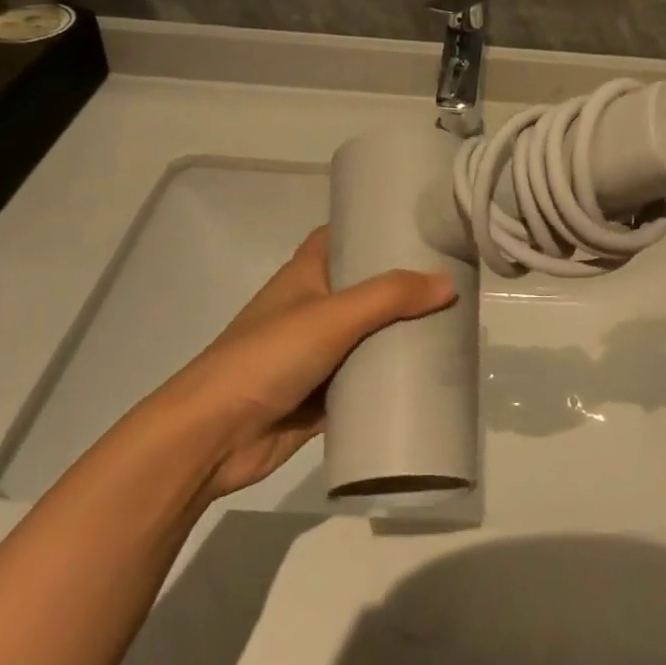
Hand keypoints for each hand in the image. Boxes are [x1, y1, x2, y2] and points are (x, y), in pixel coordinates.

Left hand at [147, 227, 455, 499]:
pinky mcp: (321, 397)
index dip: (375, 227)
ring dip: (400, 336)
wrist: (212, 437)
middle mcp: (312, 308)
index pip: (342, 236)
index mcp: (306, 275)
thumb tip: (450, 283)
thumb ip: (391, 297)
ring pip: (368, 337)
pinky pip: (364, 383)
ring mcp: (316, 354)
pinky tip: (428, 379)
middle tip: (453, 281)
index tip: (420, 227)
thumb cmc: (267, 357)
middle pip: (364, 289)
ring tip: (453, 327)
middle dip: (402, 286)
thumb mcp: (333, 316)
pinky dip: (389, 381)